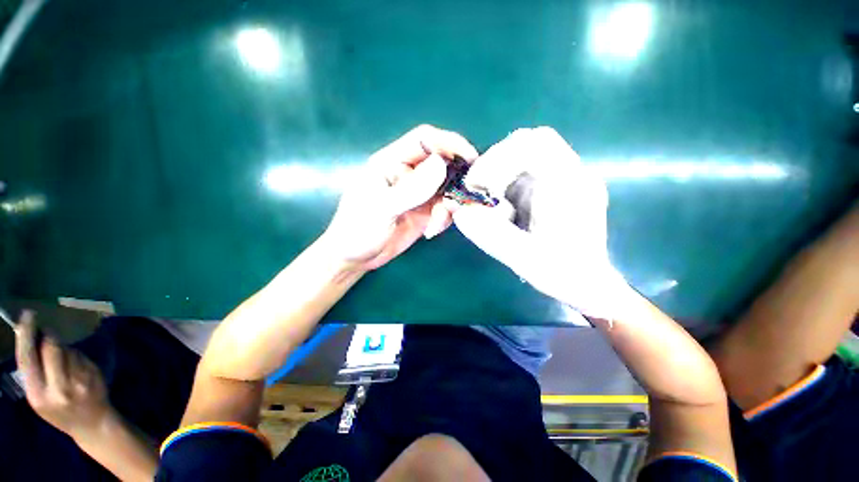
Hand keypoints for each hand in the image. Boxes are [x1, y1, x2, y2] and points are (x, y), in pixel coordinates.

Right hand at [14, 310, 111, 439]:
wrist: (93, 423)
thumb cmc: (60, 413)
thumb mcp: (39, 400)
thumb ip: (34, 374)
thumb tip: (33, 340)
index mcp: (39, 394)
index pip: (28, 358)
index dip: (27, 335)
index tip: (28, 316)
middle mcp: (58, 386)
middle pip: (51, 347)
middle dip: (47, 336)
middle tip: (45, 330)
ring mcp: (79, 379)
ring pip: (67, 349)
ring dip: (62, 347)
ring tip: (61, 362)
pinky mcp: (94, 373)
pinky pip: (80, 355)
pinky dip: (74, 355)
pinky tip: (75, 367)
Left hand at [321, 125, 477, 269]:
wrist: (355, 258)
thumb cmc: (358, 229)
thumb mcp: (382, 209)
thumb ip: (411, 189)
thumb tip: (441, 164)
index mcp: (391, 163)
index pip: (424, 140)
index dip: (449, 143)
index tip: (471, 158)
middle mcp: (407, 174)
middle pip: (441, 163)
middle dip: (455, 180)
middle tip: (462, 198)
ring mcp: (417, 194)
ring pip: (446, 189)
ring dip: (449, 205)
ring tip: (437, 223)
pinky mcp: (423, 211)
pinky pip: (443, 208)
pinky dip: (445, 218)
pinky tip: (432, 231)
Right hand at [452, 127, 625, 318]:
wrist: (588, 283)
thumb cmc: (563, 273)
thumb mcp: (524, 258)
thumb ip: (490, 235)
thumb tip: (460, 213)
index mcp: (570, 187)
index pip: (536, 143)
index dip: (498, 158)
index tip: (477, 185)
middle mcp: (572, 175)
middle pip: (529, 142)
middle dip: (496, 162)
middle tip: (478, 188)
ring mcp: (566, 178)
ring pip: (527, 154)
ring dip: (500, 172)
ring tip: (489, 199)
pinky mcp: (557, 186)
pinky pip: (528, 170)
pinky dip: (506, 181)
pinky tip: (503, 205)